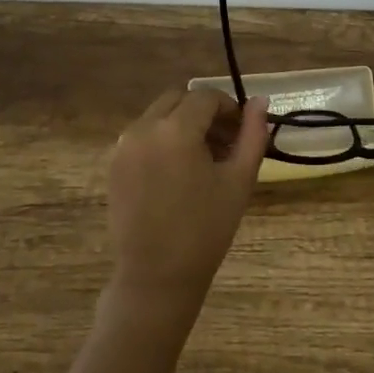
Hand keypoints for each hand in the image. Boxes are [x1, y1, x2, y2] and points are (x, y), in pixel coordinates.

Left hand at [106, 88, 270, 308]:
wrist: (157, 275)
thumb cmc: (206, 229)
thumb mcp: (239, 180)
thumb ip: (252, 135)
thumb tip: (260, 101)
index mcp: (176, 130)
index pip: (205, 97)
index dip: (228, 108)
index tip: (241, 130)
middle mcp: (143, 128)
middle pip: (178, 99)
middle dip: (203, 112)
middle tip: (223, 142)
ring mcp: (123, 146)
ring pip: (158, 115)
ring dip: (182, 124)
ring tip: (202, 160)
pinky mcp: (113, 164)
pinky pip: (142, 135)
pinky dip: (162, 140)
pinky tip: (178, 172)